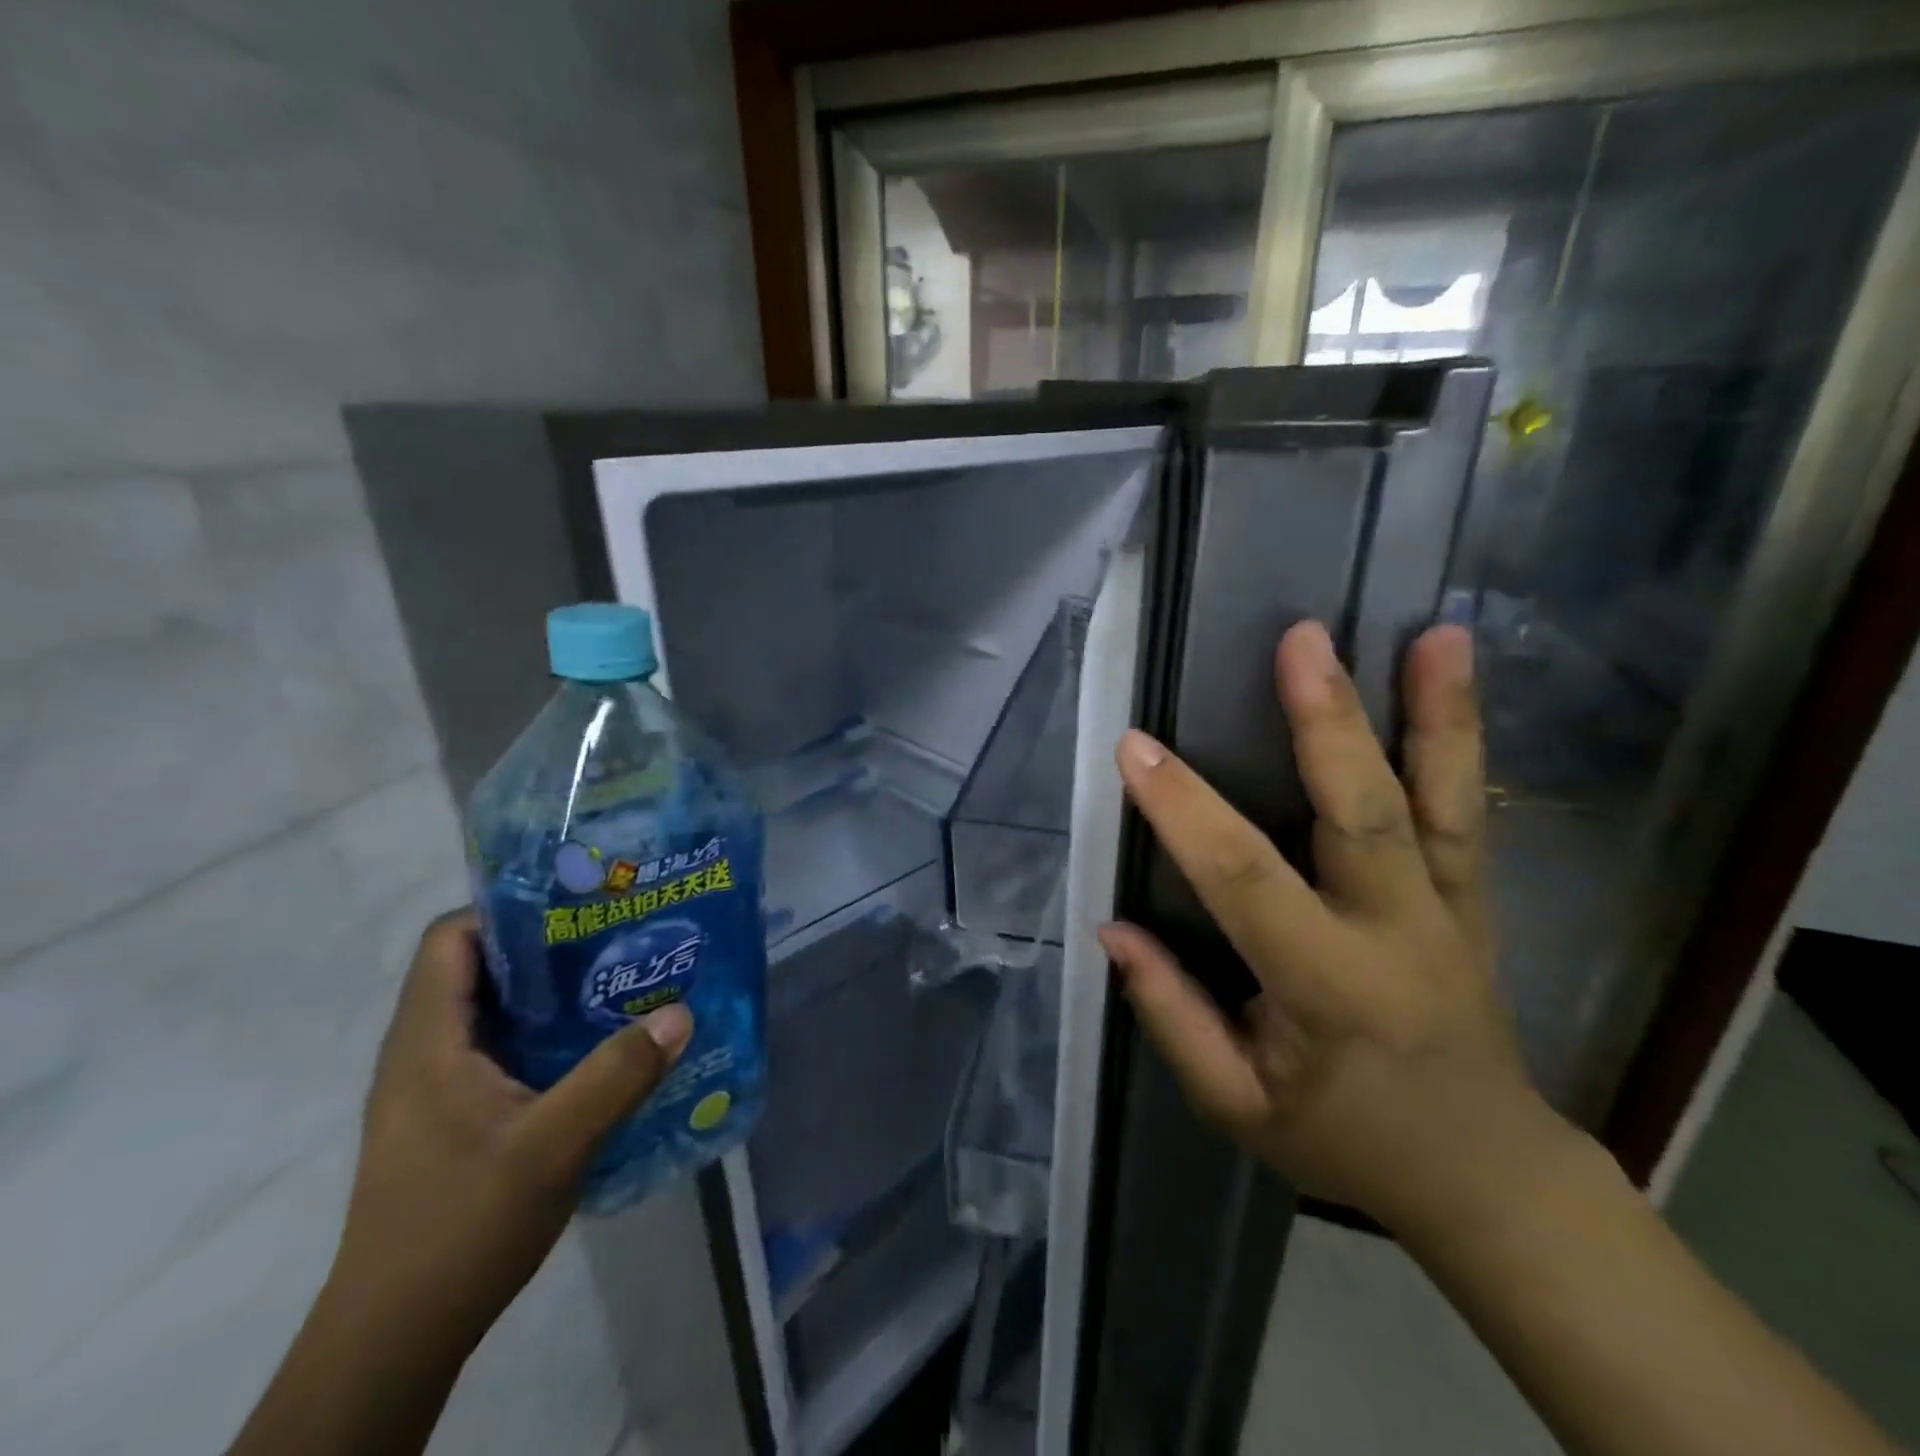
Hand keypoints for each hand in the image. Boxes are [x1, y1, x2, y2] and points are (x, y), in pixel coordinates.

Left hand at [329, 910, 693, 1347]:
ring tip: (620, 978)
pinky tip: (598, 1046)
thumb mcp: (553, 1146)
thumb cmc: (460, 1226)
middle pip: (479, 968)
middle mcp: (423, 1053)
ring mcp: (434, 1089)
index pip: (451, 938)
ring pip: (493, 1012)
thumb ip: (617, 1075)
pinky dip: (546, 1034)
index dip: (509, 909)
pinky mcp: (452, 1118)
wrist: (395, 1340)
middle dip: (548, 945)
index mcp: (427, 1042)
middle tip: (619, 933)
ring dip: (552, 992)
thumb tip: (681, 1013)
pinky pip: (501, 1050)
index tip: (580, 902)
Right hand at [1100, 620, 1552, 1230]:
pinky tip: (1455, 672)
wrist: (1486, 1172)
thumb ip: (1172, 1016)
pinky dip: (1460, 737)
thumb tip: (1111, 930)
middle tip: (1299, 641)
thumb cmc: (1344, 1138)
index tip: (1136, 748)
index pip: (1244, 880)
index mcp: (1327, 988)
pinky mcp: (1474, 898)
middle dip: (1326, 722)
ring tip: (1431, 632)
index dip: (1185, 810)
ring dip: (1433, 711)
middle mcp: (1397, 934)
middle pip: (1361, 814)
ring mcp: (1449, 909)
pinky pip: (1468, 809)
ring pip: (1441, 800)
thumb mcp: (1237, 1104)